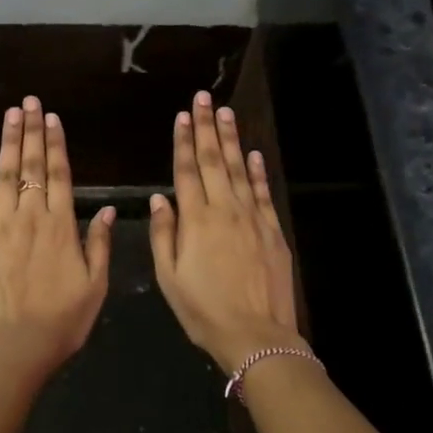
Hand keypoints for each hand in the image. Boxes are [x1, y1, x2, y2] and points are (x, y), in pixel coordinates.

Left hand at [0, 96, 114, 372]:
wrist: (16, 346)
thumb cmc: (62, 320)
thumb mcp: (96, 285)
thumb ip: (99, 243)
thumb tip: (106, 208)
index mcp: (61, 225)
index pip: (58, 174)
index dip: (55, 144)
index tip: (52, 118)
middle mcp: (30, 217)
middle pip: (30, 166)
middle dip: (31, 131)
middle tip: (29, 102)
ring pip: (4, 175)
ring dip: (7, 142)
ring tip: (10, 114)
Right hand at [150, 91, 302, 375]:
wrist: (255, 334)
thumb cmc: (203, 310)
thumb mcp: (170, 278)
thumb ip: (164, 234)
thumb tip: (160, 198)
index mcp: (195, 220)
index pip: (186, 171)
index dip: (183, 141)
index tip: (182, 115)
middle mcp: (224, 210)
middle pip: (213, 161)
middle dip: (207, 127)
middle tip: (204, 98)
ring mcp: (252, 218)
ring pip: (238, 170)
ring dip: (231, 140)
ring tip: (226, 112)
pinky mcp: (273, 230)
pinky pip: (263, 193)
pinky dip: (257, 171)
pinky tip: (253, 154)